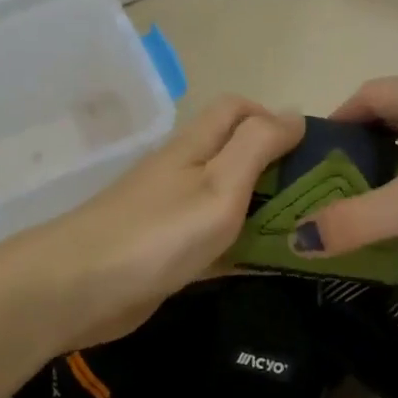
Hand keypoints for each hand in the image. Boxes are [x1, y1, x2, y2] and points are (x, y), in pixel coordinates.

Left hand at [19, 95, 303, 346]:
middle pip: (235, 153)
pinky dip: (241, 247)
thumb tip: (292, 113)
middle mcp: (183, 171)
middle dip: (277, 168)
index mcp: (195, 146)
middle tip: (319, 200)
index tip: (311, 152)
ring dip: (263, 210)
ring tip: (306, 232)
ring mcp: (171, 213)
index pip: (237, 108)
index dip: (274, 118)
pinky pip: (213, 241)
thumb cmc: (159, 232)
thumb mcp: (220, 183)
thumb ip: (257, 146)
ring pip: (227, 200)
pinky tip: (267, 266)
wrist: (79, 289)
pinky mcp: (165, 252)